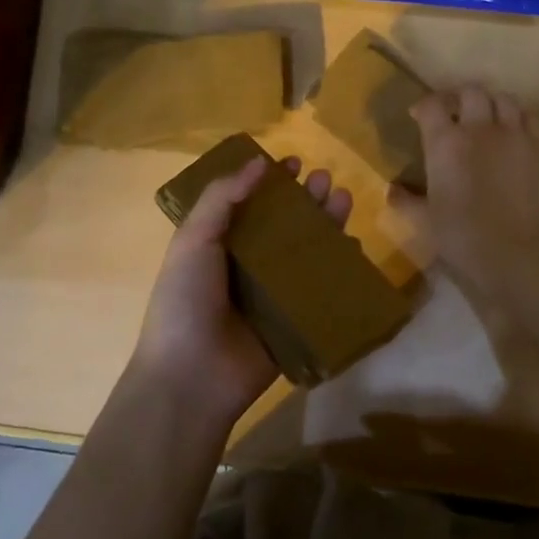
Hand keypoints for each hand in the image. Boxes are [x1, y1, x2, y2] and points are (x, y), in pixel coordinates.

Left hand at [131, 153, 352, 430]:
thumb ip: (222, 198)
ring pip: (306, 251)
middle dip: (305, 199)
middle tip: (324, 178)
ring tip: (343, 198)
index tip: (291, 161)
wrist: (193, 377)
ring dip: (325, 223)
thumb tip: (258, 162)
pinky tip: (352, 244)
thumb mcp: (194, 240)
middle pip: (284, 224)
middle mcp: (247, 265)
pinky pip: (321, 288)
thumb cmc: (185, 301)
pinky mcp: (295, 319)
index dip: (269, 181)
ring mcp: (273, 293)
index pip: (249, 203)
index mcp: (219, 244)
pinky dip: (338, 266)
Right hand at [389, 85, 538, 291]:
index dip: (423, 106)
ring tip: (487, 118)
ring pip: (503, 98)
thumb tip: (392, 191)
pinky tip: (515, 131)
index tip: (419, 116)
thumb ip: (406, 201)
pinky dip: (520, 117)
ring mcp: (513, 134)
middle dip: (460, 98)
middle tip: (455, 113)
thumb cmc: (462, 235)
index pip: (431, 105)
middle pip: (471, 92)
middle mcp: (479, 128)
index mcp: (445, 142)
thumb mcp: (425, 220)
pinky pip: (531, 117)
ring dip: (492, 103)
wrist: (515, 250)